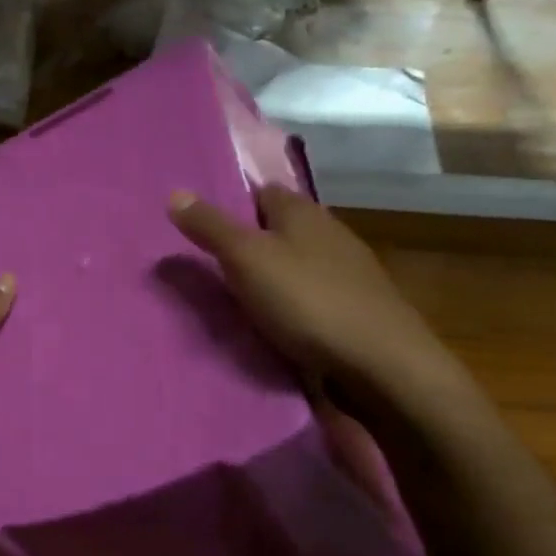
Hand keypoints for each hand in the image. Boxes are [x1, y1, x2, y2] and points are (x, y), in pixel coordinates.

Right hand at [167, 187, 460, 405]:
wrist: (381, 363)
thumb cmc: (307, 301)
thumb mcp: (246, 260)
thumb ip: (211, 228)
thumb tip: (174, 193)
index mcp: (302, 211)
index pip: (261, 192)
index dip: (232, 205)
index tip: (203, 228)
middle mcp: (329, 232)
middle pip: (280, 228)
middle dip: (251, 242)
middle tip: (212, 267)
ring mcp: (348, 271)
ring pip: (298, 262)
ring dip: (273, 275)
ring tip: (238, 298)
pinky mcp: (357, 307)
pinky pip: (313, 295)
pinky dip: (293, 303)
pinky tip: (278, 323)